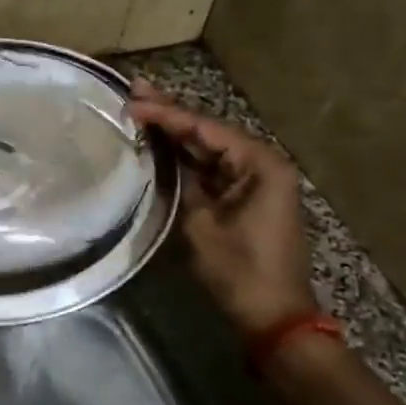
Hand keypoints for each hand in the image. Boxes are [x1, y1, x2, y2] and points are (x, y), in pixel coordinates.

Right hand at [127, 84, 315, 335]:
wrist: (273, 315)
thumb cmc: (239, 270)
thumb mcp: (202, 224)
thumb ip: (181, 182)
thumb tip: (159, 156)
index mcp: (260, 164)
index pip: (204, 128)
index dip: (166, 114)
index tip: (132, 101)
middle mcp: (262, 163)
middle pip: (209, 131)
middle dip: (171, 113)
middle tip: (136, 89)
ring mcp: (255, 179)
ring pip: (209, 147)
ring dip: (176, 131)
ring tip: (142, 106)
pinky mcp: (245, 196)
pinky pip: (212, 167)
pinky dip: (186, 156)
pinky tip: (159, 142)